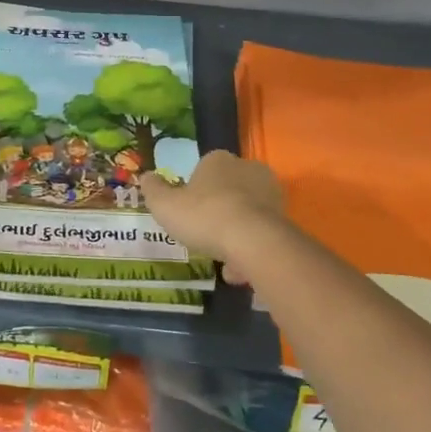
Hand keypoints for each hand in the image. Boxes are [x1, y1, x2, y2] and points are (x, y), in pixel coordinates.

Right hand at [139, 150, 287, 279]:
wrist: (253, 240)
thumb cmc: (204, 216)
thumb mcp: (165, 205)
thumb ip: (154, 190)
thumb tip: (146, 176)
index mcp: (218, 160)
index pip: (204, 168)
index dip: (194, 190)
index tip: (187, 211)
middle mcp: (247, 169)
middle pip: (227, 190)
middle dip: (217, 211)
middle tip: (204, 234)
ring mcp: (270, 193)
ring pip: (245, 213)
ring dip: (234, 234)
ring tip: (222, 261)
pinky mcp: (284, 217)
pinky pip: (260, 233)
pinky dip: (250, 249)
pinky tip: (238, 271)